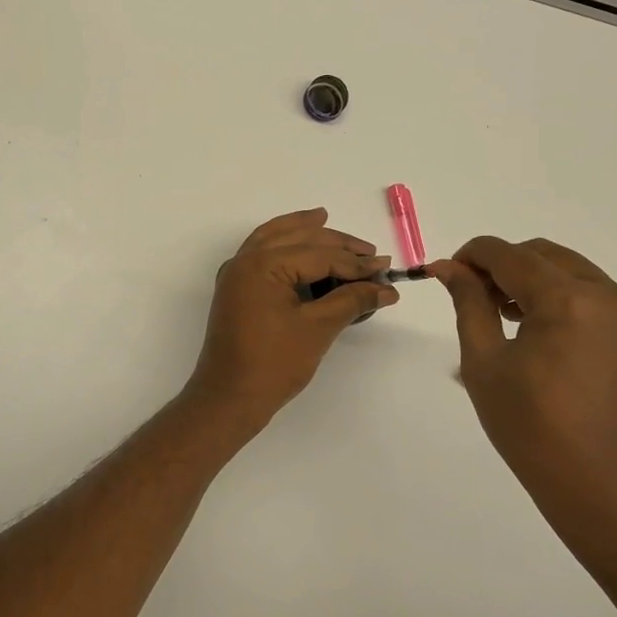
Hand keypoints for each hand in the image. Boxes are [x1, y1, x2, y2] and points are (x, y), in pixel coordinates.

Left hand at [185, 208, 398, 420]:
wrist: (229, 398)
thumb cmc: (273, 363)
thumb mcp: (318, 328)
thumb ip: (352, 300)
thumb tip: (386, 289)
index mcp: (262, 264)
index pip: (319, 254)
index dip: (356, 264)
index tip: (387, 269)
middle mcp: (245, 260)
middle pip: (297, 238)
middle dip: (335, 243)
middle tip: (370, 252)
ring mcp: (237, 274)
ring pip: (274, 239)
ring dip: (303, 231)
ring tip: (326, 218)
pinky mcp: (237, 290)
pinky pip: (261, 255)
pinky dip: (282, 246)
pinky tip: (300, 246)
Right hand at [429, 237, 616, 560]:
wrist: (604, 483)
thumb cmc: (533, 428)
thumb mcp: (485, 363)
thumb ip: (469, 304)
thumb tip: (448, 268)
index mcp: (567, 299)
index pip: (508, 254)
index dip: (470, 256)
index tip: (443, 275)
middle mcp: (603, 292)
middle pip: (539, 254)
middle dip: (499, 265)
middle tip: (469, 296)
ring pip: (564, 268)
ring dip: (526, 278)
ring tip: (497, 314)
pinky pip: (583, 291)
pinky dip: (552, 294)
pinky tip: (529, 327)